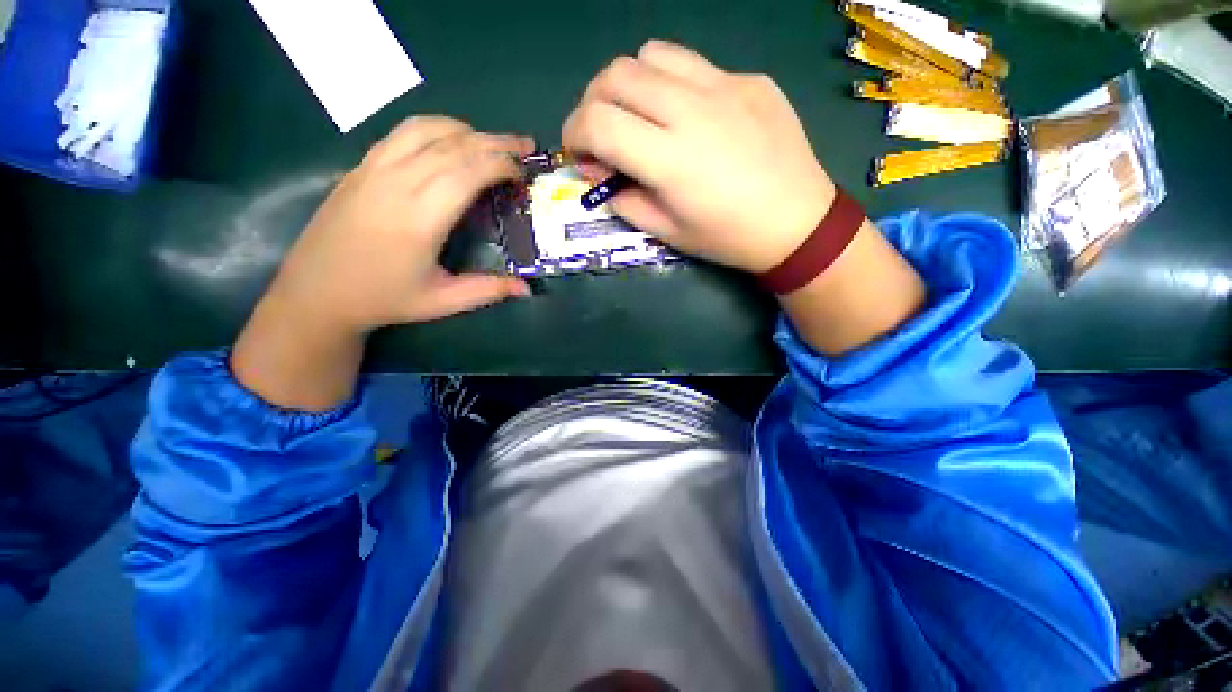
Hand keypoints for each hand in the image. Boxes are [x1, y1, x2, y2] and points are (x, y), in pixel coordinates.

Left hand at [267, 116, 533, 335]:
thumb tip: (527, 289)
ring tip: (490, 141)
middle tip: (524, 144)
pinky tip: (448, 140)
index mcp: (420, 218)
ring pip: (425, 130)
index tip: (523, 171)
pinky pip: (401, 133)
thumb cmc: (384, 299)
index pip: (467, 172)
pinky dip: (433, 129)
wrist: (316, 292)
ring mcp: (374, 169)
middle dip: (494, 142)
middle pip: (452, 145)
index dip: (500, 165)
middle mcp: (396, 183)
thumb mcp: (442, 301)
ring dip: (464, 130)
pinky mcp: (361, 167)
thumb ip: (488, 291)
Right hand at [563, 40, 835, 273]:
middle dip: (593, 102)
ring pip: (653, 54)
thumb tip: (602, 177)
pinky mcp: (748, 79)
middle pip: (616, 74)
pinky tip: (688, 114)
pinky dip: (672, 84)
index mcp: (669, 158)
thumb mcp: (668, 233)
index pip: (597, 121)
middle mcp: (691, 109)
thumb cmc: (727, 237)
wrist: (796, 222)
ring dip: (630, 83)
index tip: (578, 153)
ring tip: (640, 114)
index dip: (574, 134)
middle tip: (602, 132)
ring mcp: (724, 85)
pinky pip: (695, 65)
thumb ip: (626, 201)